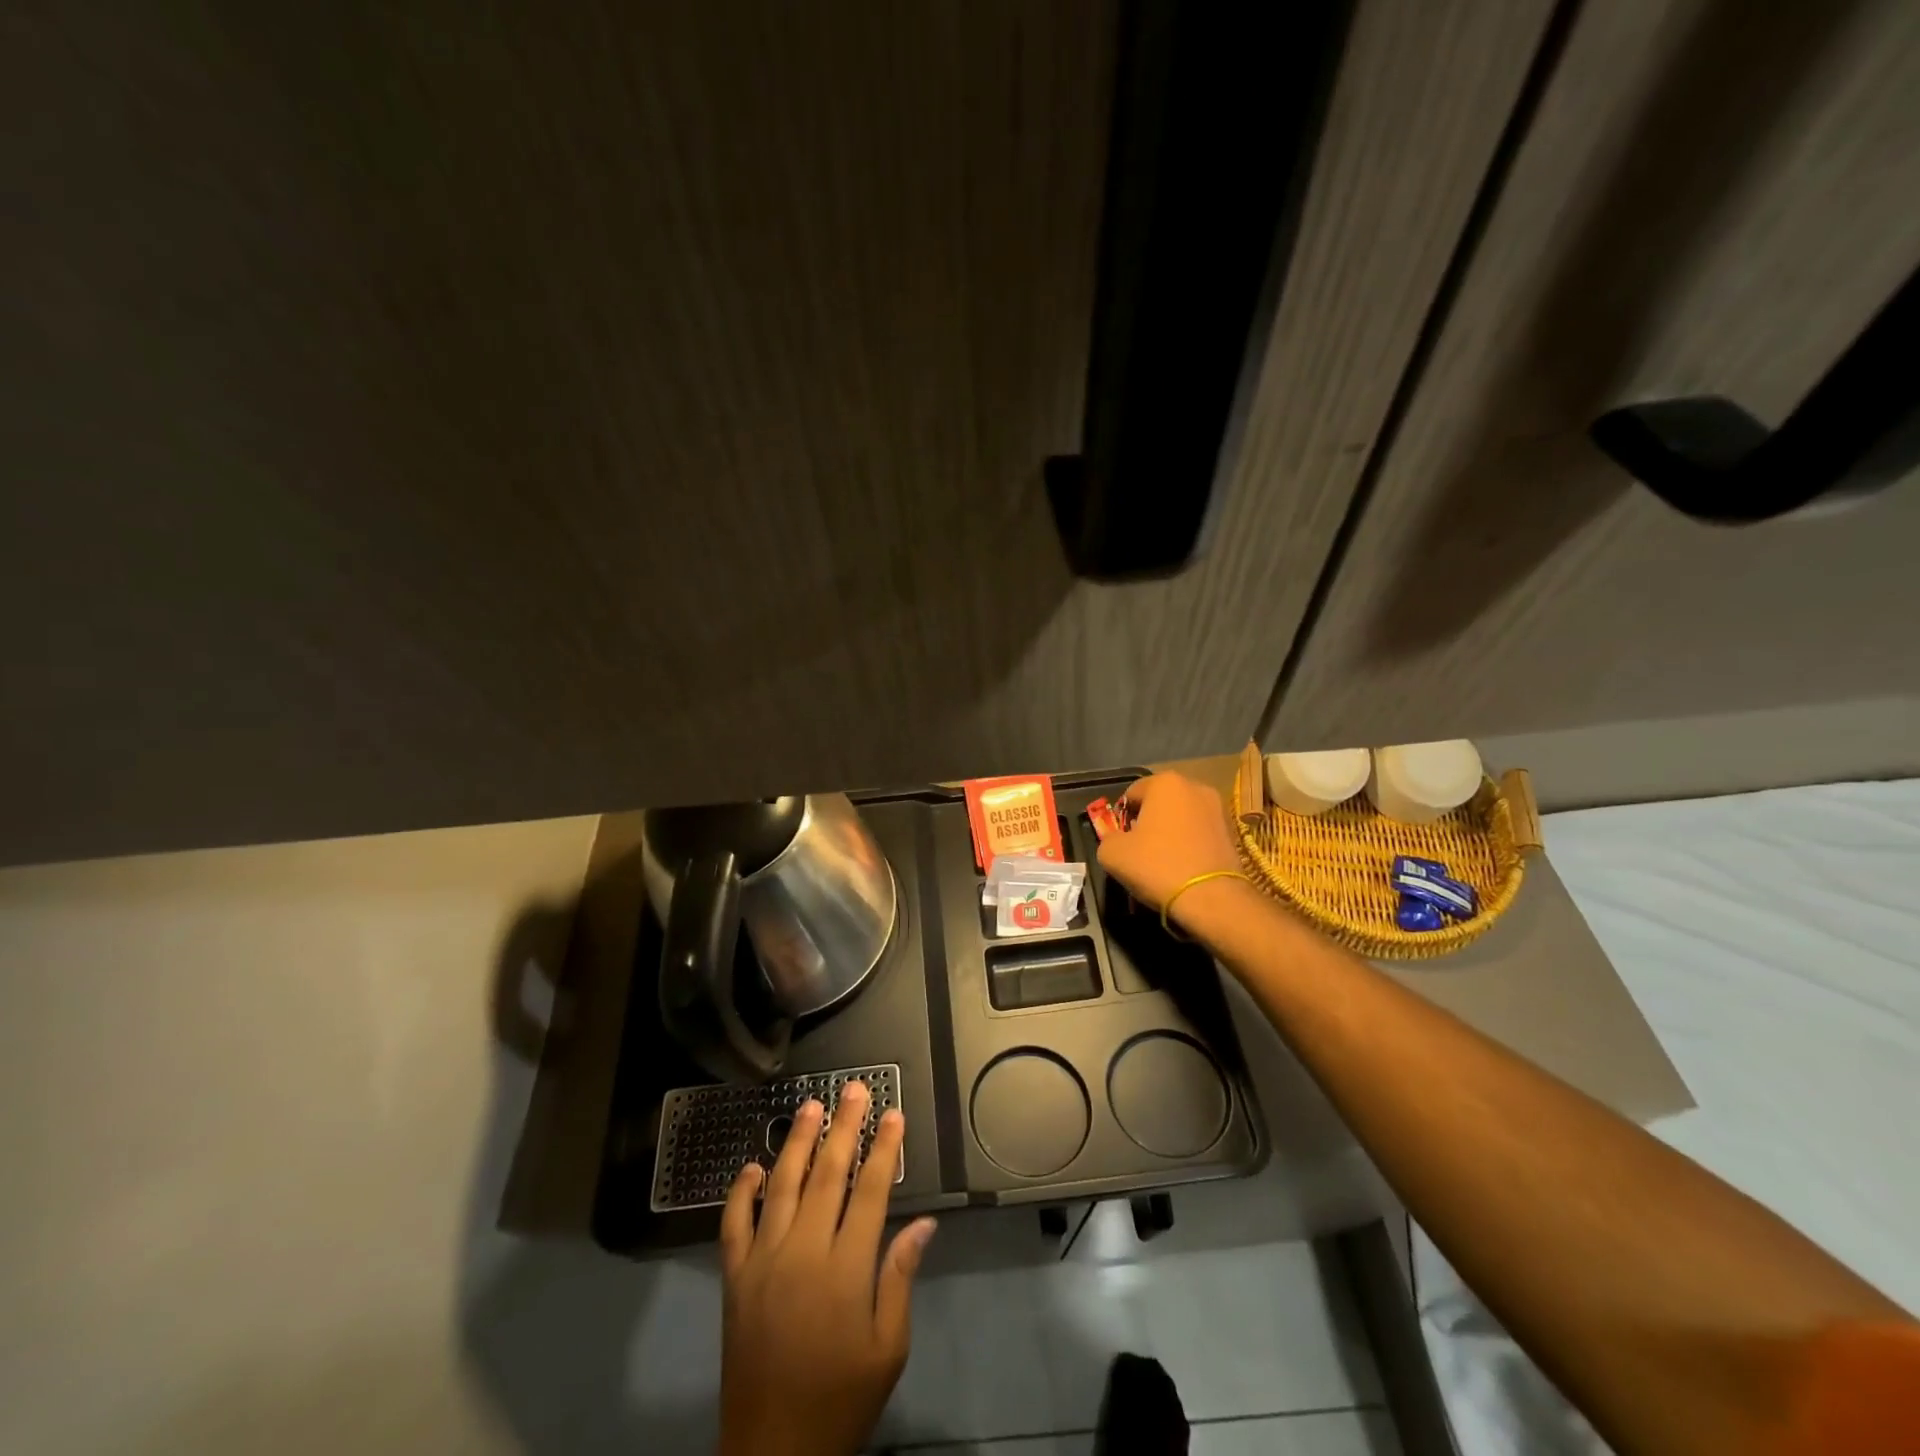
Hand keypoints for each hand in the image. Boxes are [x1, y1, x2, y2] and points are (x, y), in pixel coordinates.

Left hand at [718, 1082, 936, 1455]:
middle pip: (827, 1174)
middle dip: (843, 1127)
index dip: (883, 1148)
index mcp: (845, 1269)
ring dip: (797, 1142)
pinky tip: (752, 1166)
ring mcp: (762, 1261)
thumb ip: (900, 1278)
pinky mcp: (734, 1278)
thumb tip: (924, 1224)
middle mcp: (802, 1252)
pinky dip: (741, 1191)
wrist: (772, 1454)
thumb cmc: (841, 1400)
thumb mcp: (888, 1349)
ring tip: (810, 1106)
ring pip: (781, 1186)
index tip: (892, 1113)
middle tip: (853, 1089)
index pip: (869, 1191)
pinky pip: (733, 1224)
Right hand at [1096, 772, 1246, 927]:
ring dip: (1169, 831)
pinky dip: (1189, 843)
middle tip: (1140, 849)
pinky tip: (1184, 865)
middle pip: (1159, 802)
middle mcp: (1194, 786)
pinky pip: (1199, 832)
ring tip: (1163, 860)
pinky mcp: (1231, 831)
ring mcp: (1218, 808)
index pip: (1131, 794)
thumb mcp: (1112, 854)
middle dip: (1148, 821)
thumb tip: (1118, 840)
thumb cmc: (1157, 866)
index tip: (1121, 840)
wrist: (1211, 898)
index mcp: (1165, 782)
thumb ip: (1108, 838)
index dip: (1121, 817)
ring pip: (1181, 817)